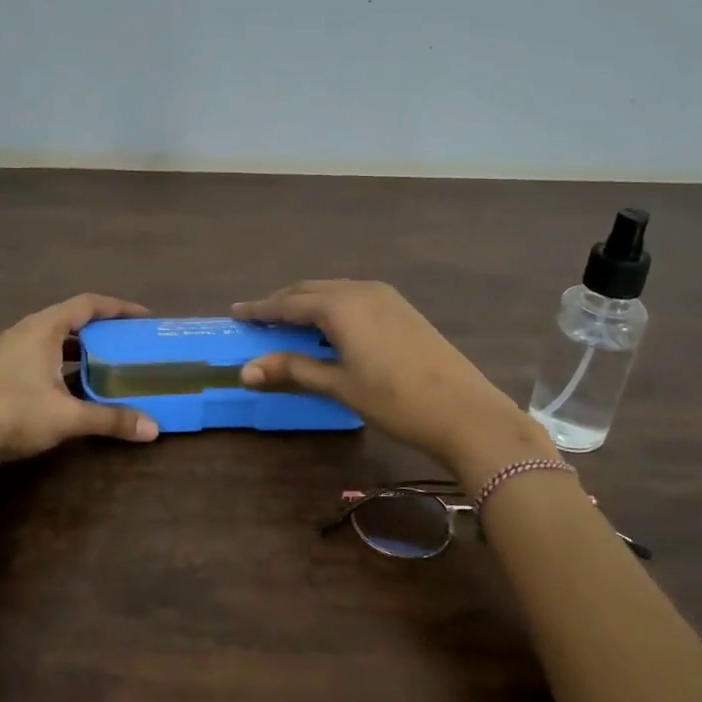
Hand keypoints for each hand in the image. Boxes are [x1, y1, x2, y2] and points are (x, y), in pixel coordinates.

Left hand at [0, 293, 161, 471]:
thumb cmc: (14, 413)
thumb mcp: (68, 417)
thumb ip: (111, 419)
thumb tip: (153, 429)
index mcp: (44, 328)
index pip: (88, 304)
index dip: (119, 308)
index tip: (144, 318)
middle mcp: (26, 332)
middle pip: (72, 319)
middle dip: (103, 329)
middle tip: (130, 342)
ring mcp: (10, 352)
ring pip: (55, 340)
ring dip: (83, 349)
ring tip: (109, 364)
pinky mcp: (1, 372)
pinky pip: (42, 356)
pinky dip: (64, 364)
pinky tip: (76, 387)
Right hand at [232, 280, 550, 480]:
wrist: (465, 411)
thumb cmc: (395, 400)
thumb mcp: (339, 385)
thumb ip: (293, 370)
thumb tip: (245, 371)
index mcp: (341, 306)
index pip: (289, 303)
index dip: (261, 309)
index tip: (236, 311)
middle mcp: (361, 290)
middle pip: (310, 290)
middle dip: (282, 302)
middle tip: (258, 317)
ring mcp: (386, 297)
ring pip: (333, 291)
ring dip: (307, 303)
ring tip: (288, 322)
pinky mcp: (402, 308)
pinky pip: (354, 297)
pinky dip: (331, 307)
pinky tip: (329, 327)